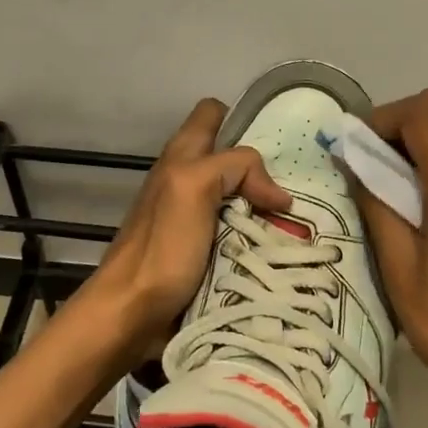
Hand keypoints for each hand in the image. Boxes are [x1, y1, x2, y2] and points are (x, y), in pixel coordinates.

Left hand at [84, 98, 292, 365]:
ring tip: (297, 221)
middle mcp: (188, 178)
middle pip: (233, 158)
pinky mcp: (202, 250)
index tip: (275, 141)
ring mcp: (195, 216)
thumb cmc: (161, 247)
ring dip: (265, 207)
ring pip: (240, 196)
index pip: (214, 113)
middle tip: (296, 186)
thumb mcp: (194, 186)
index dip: (242, 118)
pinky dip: (259, 236)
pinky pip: (239, 231)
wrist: (130, 314)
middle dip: (264, 168)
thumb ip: (234, 167)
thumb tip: (278, 195)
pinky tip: (279, 248)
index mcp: (182, 155)